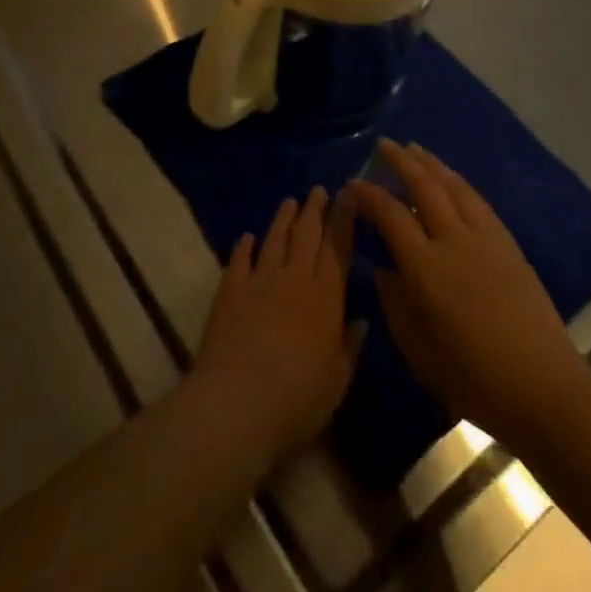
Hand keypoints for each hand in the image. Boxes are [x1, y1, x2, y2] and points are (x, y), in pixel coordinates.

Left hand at [189, 186, 361, 472]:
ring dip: (283, 219)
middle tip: (319, 190)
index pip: (338, 247)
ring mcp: (260, 279)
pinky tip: (247, 237)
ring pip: (275, 239)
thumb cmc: (298, 399)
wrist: (239, 402)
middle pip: (307, 234)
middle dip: (315, 209)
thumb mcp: (337, 380)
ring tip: (290, 201)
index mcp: (327, 297)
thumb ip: (349, 347)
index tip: (348, 195)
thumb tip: (360, 321)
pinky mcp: (230, 289)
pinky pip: (240, 259)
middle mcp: (295, 278)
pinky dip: (244, 246)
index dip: (344, 219)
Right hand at [347, 140, 590, 451]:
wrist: (544, 389)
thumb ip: (395, 304)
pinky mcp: (509, 244)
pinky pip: (477, 200)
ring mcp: (485, 239)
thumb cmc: (473, 379)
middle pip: (425, 185)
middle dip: (401, 161)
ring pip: (454, 185)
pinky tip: (451, 179)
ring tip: (414, 149)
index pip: (391, 214)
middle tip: (383, 145)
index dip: (368, 194)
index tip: (352, 184)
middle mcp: (454, 241)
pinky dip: (458, 181)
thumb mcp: (418, 351)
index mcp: (426, 268)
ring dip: (431, 163)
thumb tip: (383, 270)